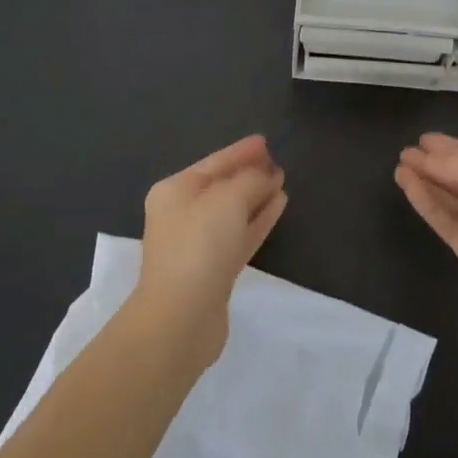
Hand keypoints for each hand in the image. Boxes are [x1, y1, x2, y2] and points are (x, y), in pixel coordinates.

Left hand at [137, 134, 287, 364]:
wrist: (182, 316)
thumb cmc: (199, 245)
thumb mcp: (227, 199)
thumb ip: (250, 180)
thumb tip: (264, 176)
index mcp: (175, 191)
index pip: (213, 162)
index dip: (240, 151)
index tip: (265, 142)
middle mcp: (182, 214)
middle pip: (221, 186)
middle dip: (249, 173)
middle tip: (277, 162)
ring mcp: (198, 244)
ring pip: (233, 211)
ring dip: (256, 196)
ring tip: (282, 182)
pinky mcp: (214, 270)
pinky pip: (240, 234)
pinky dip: (258, 219)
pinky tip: (278, 206)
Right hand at [395, 133, 457, 345]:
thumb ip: (457, 165)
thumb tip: (426, 159)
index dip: (454, 148)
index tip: (423, 139)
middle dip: (438, 165)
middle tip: (406, 153)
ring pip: (457, 202)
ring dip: (429, 183)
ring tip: (400, 168)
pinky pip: (450, 223)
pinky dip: (430, 205)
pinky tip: (408, 188)